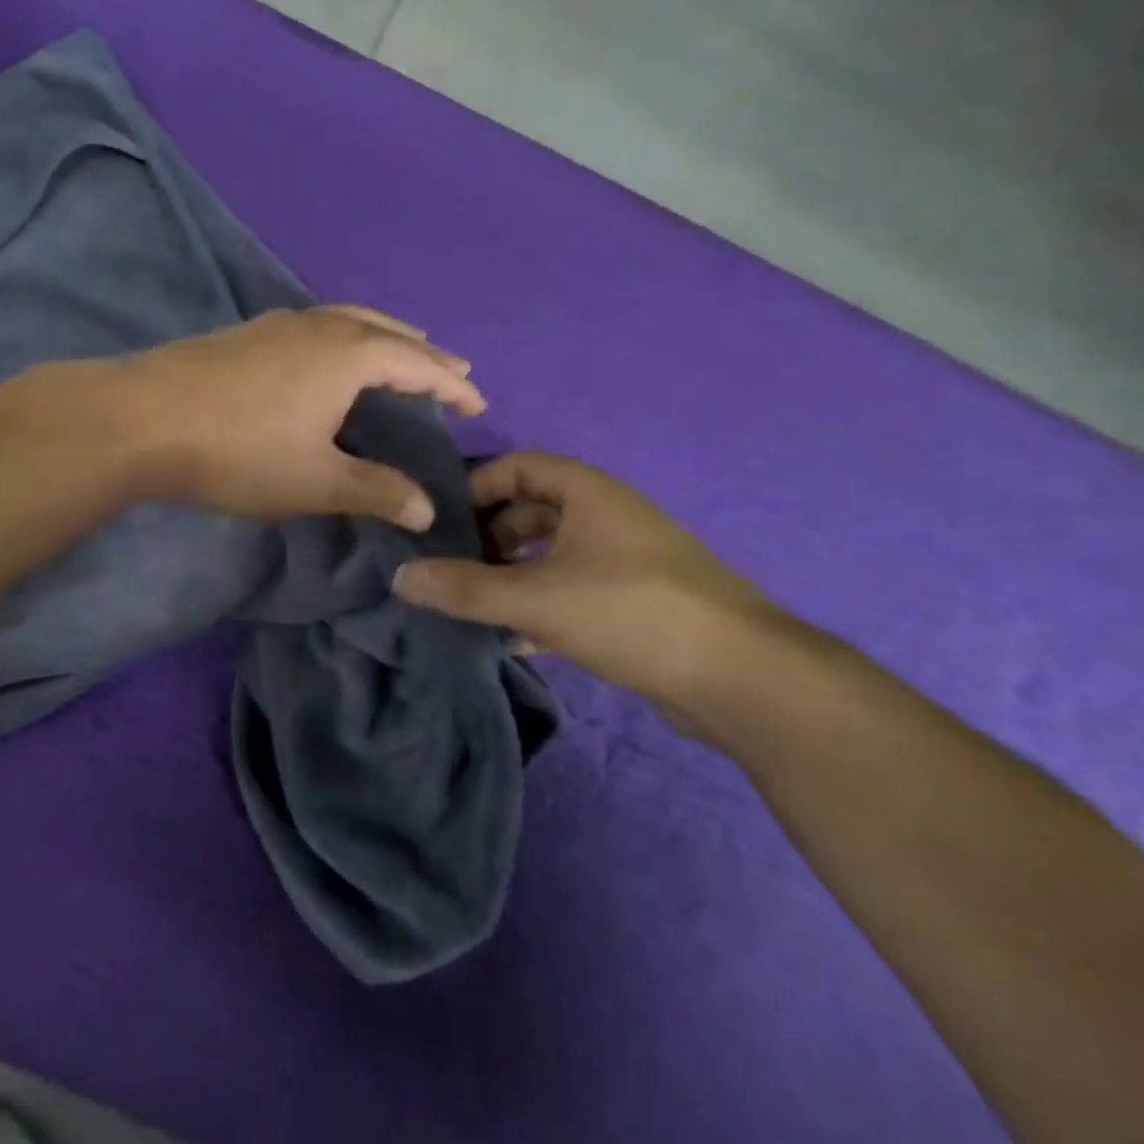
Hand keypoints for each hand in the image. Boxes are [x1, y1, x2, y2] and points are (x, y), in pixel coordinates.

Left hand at [112, 306, 484, 530]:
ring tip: (399, 354)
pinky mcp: (244, 333)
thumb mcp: (315, 480)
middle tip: (450, 370)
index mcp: (347, 355)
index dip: (452, 385)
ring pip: (346, 321)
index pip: (418, 364)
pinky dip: (342, 337)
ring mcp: (276, 324)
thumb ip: (375, 490)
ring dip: (381, 337)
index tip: (478, 401)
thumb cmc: (238, 452)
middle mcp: (318, 327)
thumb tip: (426, 509)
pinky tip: (327, 358)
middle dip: (423, 353)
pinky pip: (314, 326)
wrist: (139, 419)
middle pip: (386, 331)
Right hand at [392, 452, 797, 722]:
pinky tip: (516, 639)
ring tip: (473, 604)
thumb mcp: (536, 598)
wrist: (742, 677)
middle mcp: (608, 516)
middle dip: (488, 537)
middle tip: (450, 567)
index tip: (440, 519)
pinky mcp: (638, 602)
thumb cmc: (631, 611)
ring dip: (512, 575)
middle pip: (532, 511)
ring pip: (552, 554)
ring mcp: (627, 560)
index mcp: (588, 493)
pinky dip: (541, 604)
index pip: (518, 466)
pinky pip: (574, 589)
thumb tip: (400, 577)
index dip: (475, 486)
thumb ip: (464, 589)